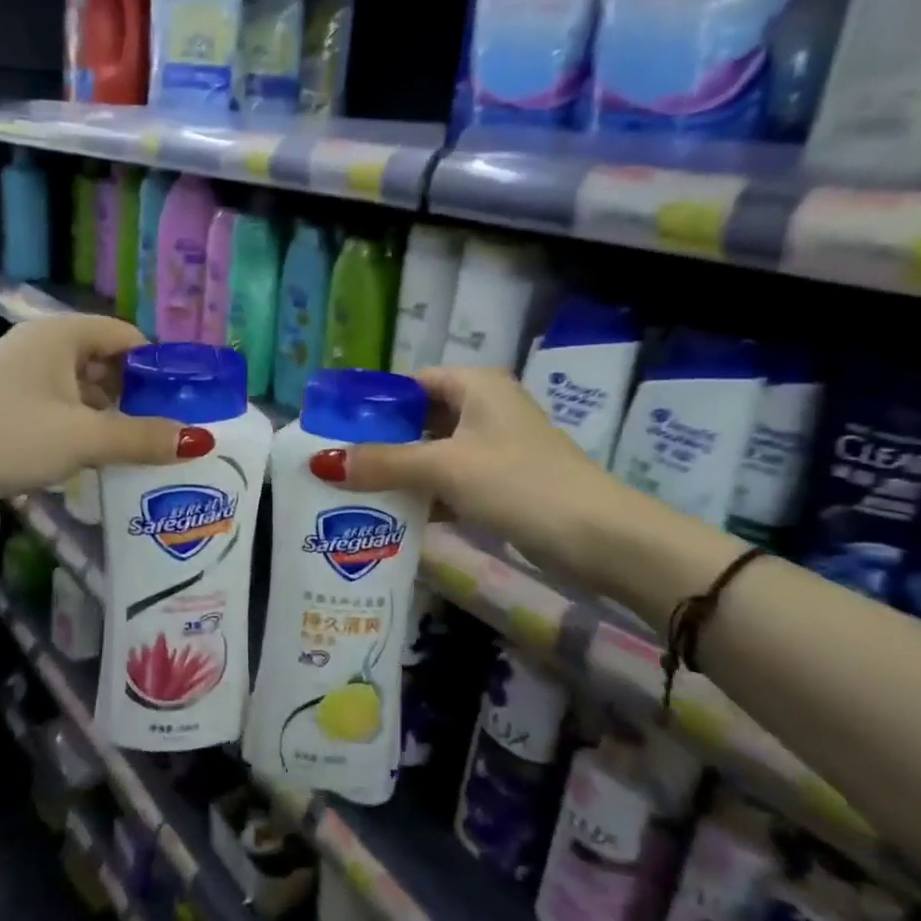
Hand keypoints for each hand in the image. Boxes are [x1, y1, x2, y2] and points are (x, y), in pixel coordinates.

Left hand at [0, 316, 197, 496]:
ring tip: (133, 446)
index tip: (180, 403)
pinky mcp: (4, 398)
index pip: (127, 337)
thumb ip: (142, 438)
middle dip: (135, 394)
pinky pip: (57, 402)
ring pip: (81, 384)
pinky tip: (91, 452)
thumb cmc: (10, 436)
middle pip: (106, 360)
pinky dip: (79, 421)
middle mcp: (41, 343)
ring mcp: (19, 370)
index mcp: (62, 334)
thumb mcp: (84, 438)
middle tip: (161, 430)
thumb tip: (198, 441)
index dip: (158, 367)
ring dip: (108, 412)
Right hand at [312, 366, 622, 561]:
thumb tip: (321, 463)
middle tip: (337, 464)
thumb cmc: (519, 483)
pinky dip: (425, 494)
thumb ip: (384, 462)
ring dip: (400, 471)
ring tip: (352, 491)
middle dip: (381, 441)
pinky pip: (451, 480)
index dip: (372, 402)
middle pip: (419, 418)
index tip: (333, 428)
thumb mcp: (445, 468)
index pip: (410, 382)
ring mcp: (495, 447)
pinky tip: (394, 516)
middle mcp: (484, 407)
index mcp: (474, 385)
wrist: (600, 538)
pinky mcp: (502, 482)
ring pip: (433, 452)